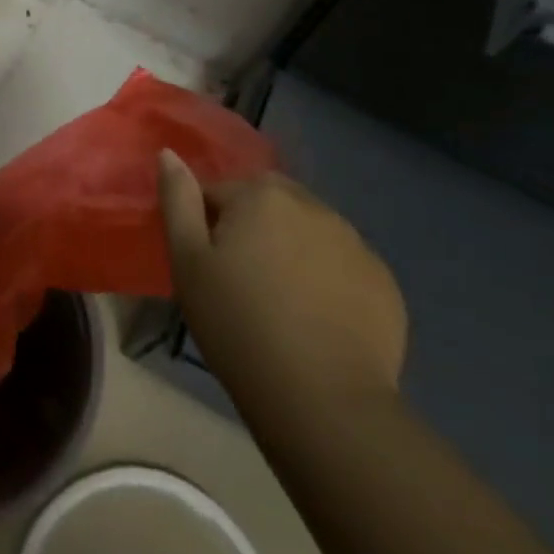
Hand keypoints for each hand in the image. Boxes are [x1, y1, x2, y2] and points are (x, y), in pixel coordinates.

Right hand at [159, 151, 405, 406]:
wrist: (322, 400)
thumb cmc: (238, 326)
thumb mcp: (187, 263)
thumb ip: (178, 200)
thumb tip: (169, 154)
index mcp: (261, 195)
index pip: (219, 191)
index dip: (206, 226)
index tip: (205, 267)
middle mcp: (312, 205)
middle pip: (269, 204)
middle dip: (252, 229)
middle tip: (240, 282)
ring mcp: (355, 242)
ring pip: (308, 232)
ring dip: (291, 250)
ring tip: (280, 304)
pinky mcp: (383, 281)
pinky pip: (342, 265)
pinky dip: (327, 279)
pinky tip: (317, 320)